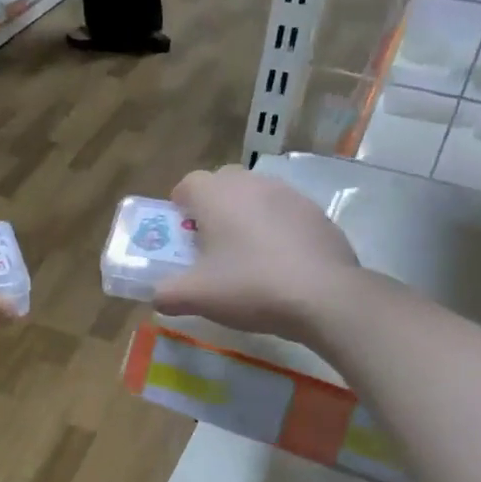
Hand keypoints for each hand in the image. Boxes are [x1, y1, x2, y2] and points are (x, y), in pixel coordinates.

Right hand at [153, 166, 359, 336]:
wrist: (323, 296)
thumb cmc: (249, 287)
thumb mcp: (196, 297)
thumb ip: (166, 294)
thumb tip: (157, 295)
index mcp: (217, 195)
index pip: (188, 184)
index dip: (179, 207)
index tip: (181, 235)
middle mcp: (252, 184)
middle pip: (223, 184)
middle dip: (213, 208)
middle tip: (211, 245)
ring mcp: (289, 195)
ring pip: (256, 197)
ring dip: (246, 217)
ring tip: (246, 256)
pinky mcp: (317, 214)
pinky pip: (285, 214)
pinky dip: (276, 231)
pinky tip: (280, 265)